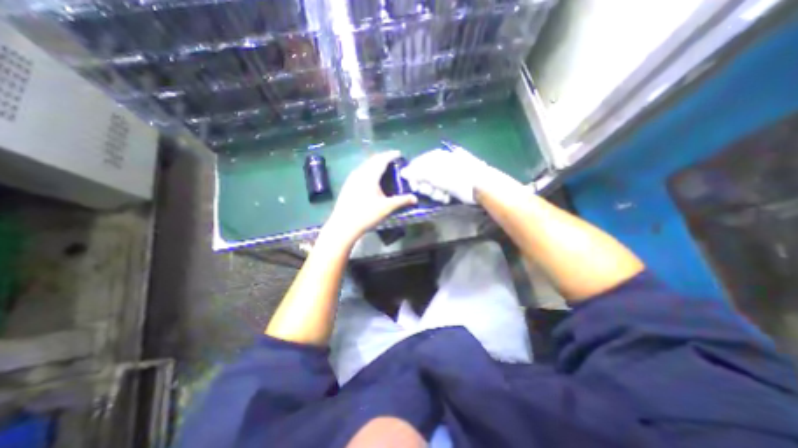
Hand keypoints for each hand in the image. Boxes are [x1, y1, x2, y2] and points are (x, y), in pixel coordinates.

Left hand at [324, 151, 417, 244]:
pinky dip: (368, 170)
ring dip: (375, 163)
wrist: (344, 225)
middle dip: (383, 158)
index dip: (391, 155)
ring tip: (383, 168)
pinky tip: (370, 178)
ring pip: (365, 166)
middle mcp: (360, 173)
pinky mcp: (347, 185)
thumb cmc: (366, 215)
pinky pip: (360, 172)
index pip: (382, 160)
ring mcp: (351, 179)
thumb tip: (415, 198)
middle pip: (372, 160)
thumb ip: (402, 201)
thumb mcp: (386, 208)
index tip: (399, 153)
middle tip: (392, 160)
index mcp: (370, 176)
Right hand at [402, 146, 489, 204]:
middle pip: (423, 177)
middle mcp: (439, 164)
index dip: (413, 177)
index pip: (416, 165)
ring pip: (431, 186)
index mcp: (434, 157)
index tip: (414, 187)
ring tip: (442, 195)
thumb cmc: (456, 177)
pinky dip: (442, 196)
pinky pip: (440, 191)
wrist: (480, 185)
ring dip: (434, 193)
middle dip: (426, 187)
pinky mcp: (452, 185)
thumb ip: (417, 173)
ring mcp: (446, 175)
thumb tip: (402, 172)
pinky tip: (447, 197)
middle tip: (431, 191)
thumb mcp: (435, 174)